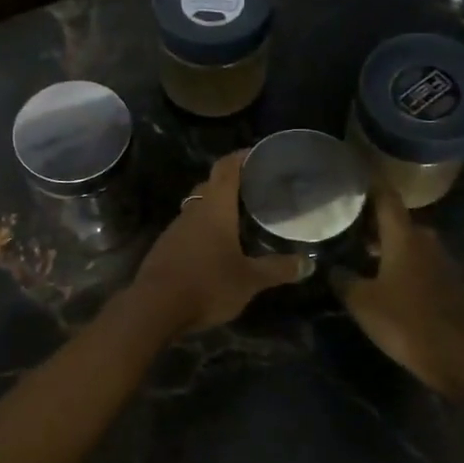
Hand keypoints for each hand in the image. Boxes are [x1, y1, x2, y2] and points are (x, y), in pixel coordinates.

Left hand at [131, 152, 303, 335]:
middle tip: (255, 189)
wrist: (154, 308)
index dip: (241, 156)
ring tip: (240, 218)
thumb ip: (278, 269)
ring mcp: (174, 230)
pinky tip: (217, 247)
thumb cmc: (207, 284)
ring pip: (198, 208)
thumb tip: (308, 263)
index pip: (227, 168)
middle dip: (231, 183)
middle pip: (210, 185)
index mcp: (214, 207)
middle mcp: (192, 211)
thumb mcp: (250, 280)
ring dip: (216, 209)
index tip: (259, 154)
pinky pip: (188, 230)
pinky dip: (204, 230)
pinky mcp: (165, 249)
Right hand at [333, 187, 463, 394]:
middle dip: (373, 220)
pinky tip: (384, 278)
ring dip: (388, 244)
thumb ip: (342, 279)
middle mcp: (426, 241)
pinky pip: (420, 263)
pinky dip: (401, 263)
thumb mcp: (361, 301)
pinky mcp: (449, 284)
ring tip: (360, 250)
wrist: (456, 355)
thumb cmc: (403, 320)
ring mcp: (441, 262)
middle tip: (346, 222)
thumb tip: (330, 267)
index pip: (386, 198)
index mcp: (404, 237)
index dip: (370, 184)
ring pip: (409, 243)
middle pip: (397, 221)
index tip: (353, 173)